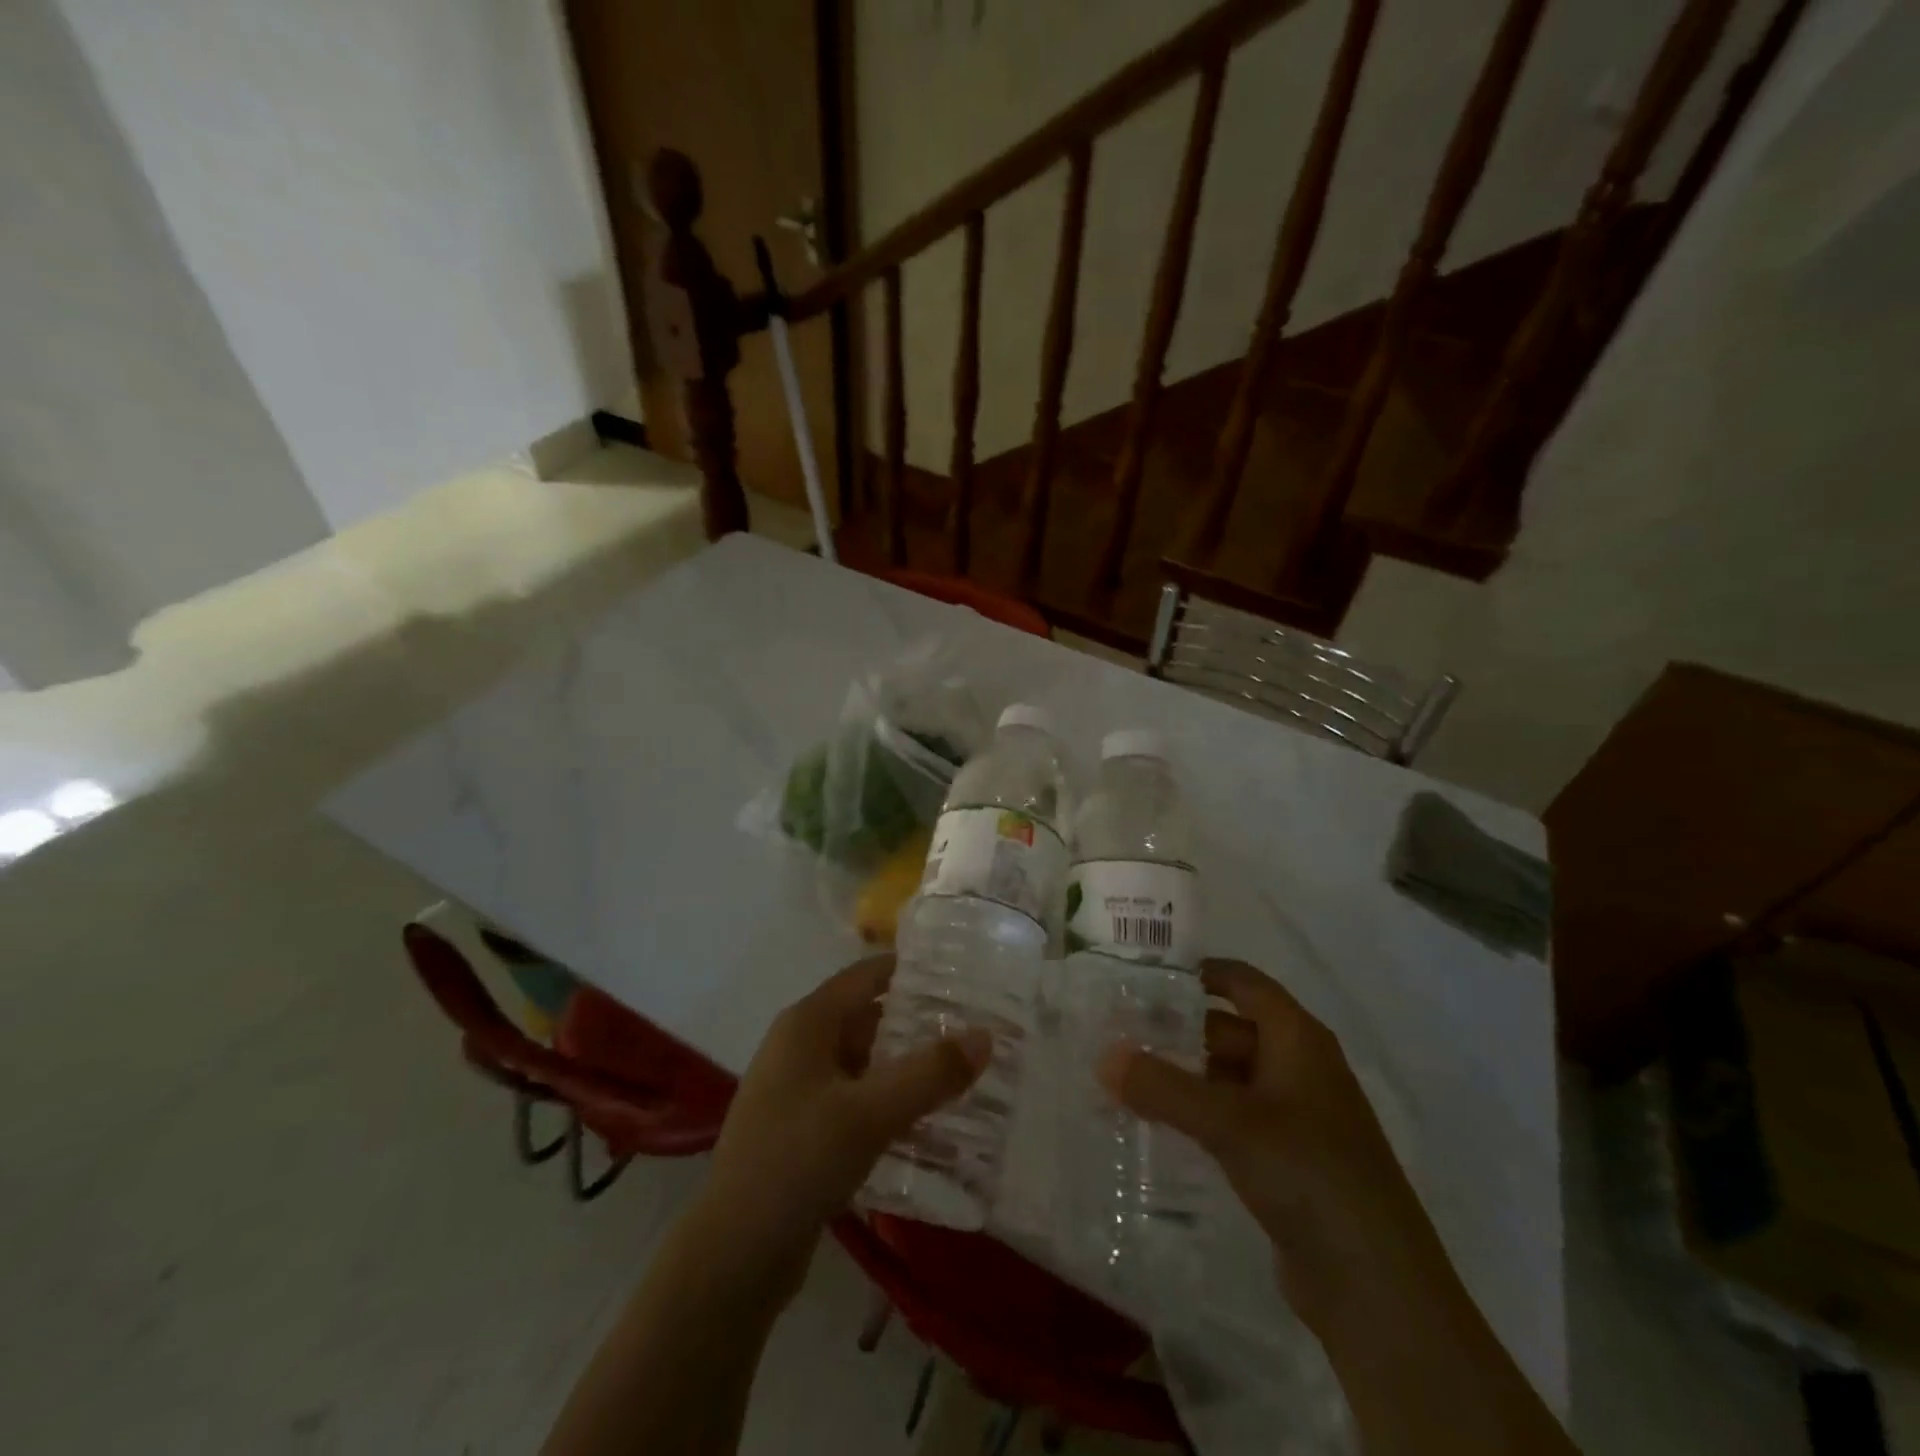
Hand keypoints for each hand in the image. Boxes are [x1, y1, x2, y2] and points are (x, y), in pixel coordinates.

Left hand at [696, 954, 990, 1272]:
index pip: (867, 975)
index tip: (962, 977)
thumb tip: (986, 1035)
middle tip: (974, 1031)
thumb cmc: (797, 1161)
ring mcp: (799, 1091)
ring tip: (963, 1077)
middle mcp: (800, 1047)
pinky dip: (890, 1105)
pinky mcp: (803, 1132)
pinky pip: (857, 1102)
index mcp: (807, 1023)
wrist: (733, 1256)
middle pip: (868, 1018)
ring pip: (865, 1064)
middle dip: (918, 1024)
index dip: (912, 971)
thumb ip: (930, 1073)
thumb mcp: (870, 1113)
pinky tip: (928, 1125)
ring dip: (907, 1069)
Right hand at [1100, 957, 1440, 1323]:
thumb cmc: (1309, 1174)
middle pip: (1231, 1029)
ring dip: (1186, 1075)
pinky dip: (1200, 1114)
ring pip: (1230, 1077)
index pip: (1244, 982)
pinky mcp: (1288, 1160)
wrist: (1378, 1287)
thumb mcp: (1229, 1123)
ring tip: (1128, 1076)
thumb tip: (1104, 1056)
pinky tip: (1161, 1124)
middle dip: (1179, 1030)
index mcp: (1298, 1039)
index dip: (1199, 973)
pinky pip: (1235, 1118)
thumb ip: (1163, 1086)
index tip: (1144, 975)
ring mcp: (1297, 1116)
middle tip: (1120, 1032)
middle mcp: (1300, 1067)